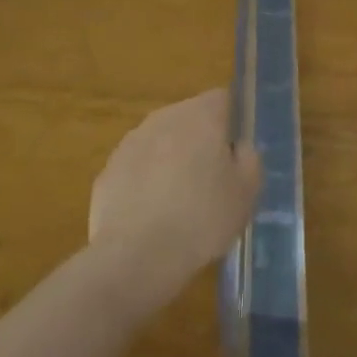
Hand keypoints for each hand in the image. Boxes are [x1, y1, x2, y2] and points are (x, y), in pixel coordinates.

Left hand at [88, 89, 260, 290]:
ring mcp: (130, 143)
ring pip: (161, 142)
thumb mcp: (247, 191)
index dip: (233, 121)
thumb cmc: (202, 219)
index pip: (223, 98)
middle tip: (213, 179)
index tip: (236, 153)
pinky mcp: (107, 172)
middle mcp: (164, 118)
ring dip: (172, 159)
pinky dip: (146, 182)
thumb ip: (249, 159)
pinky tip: (153, 216)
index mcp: (201, 115)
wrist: (135, 258)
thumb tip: (238, 149)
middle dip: (201, 140)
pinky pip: (137, 168)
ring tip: (181, 201)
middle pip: (190, 117)